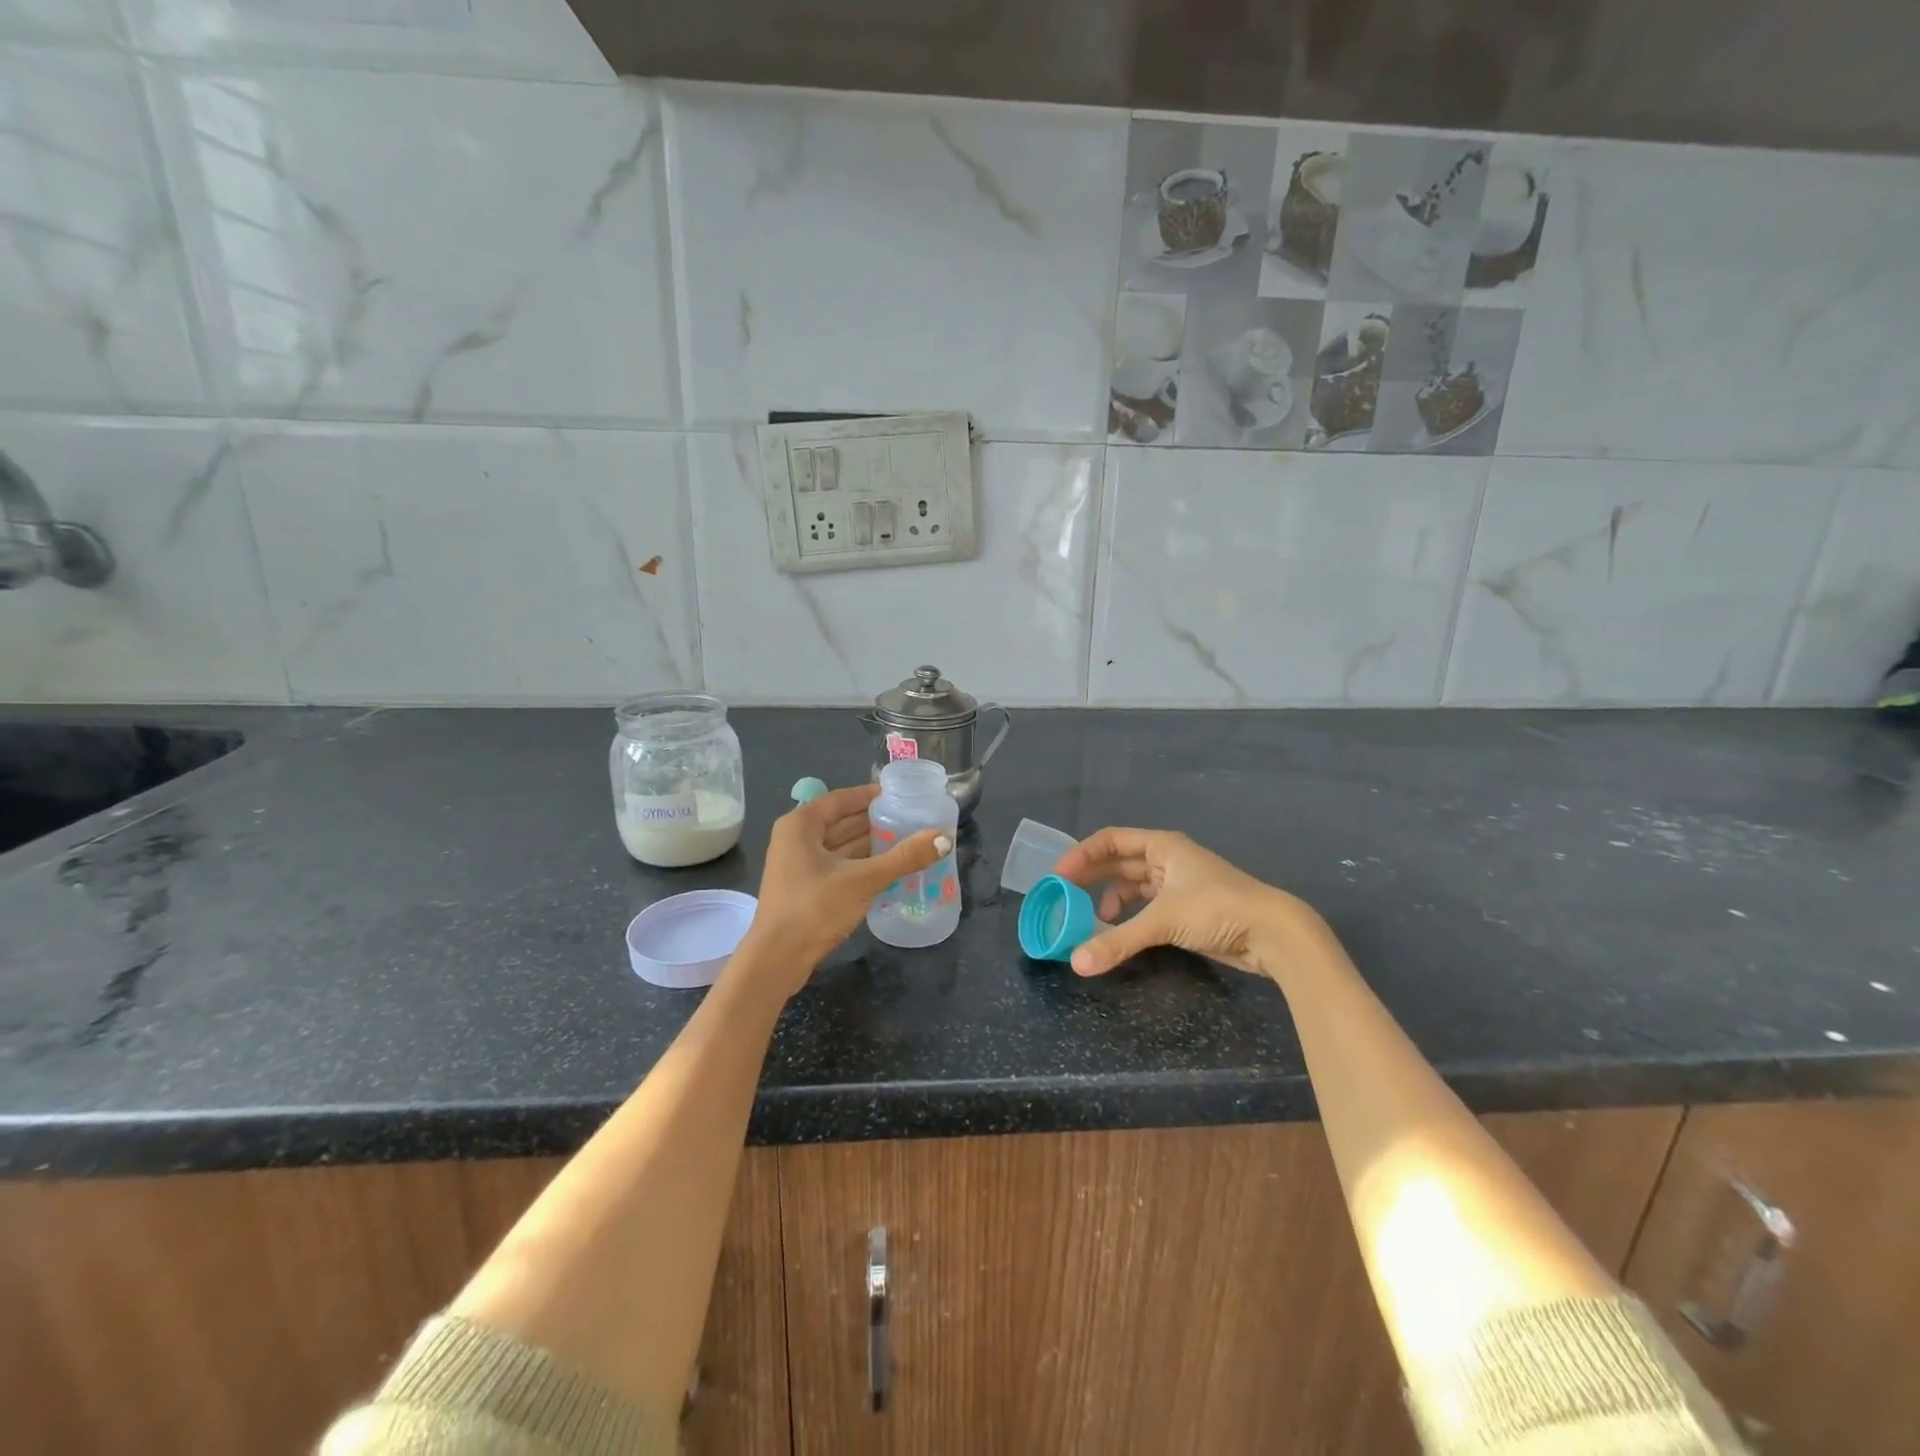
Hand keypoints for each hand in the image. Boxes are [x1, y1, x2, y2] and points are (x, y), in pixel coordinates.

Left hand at [743, 784, 949, 994]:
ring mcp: (798, 866)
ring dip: (871, 845)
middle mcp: (796, 839)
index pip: (841, 799)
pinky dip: (861, 865)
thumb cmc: (814, 908)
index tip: (900, 795)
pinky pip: (838, 867)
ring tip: (908, 842)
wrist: (777, 960)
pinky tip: (889, 870)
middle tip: (912, 819)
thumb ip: (904, 857)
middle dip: (875, 822)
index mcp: (801, 825)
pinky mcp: (805, 889)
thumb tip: (944, 838)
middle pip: (842, 822)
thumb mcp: (863, 879)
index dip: (870, 795)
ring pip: (841, 847)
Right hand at [1052, 827, 1315, 979]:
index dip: (1082, 854)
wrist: (1274, 934)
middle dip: (1091, 876)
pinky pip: (1146, 907)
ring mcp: (1178, 885)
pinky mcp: (1186, 910)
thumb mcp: (1163, 921)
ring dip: (1109, 898)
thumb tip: (1076, 964)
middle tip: (1062, 895)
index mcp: (1162, 846)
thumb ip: (1118, 941)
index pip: (1111, 840)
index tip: (1058, 875)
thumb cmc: (1217, 909)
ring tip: (1087, 918)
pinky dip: (1129, 916)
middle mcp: (1167, 860)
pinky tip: (1119, 931)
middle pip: (1119, 862)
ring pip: (1133, 886)